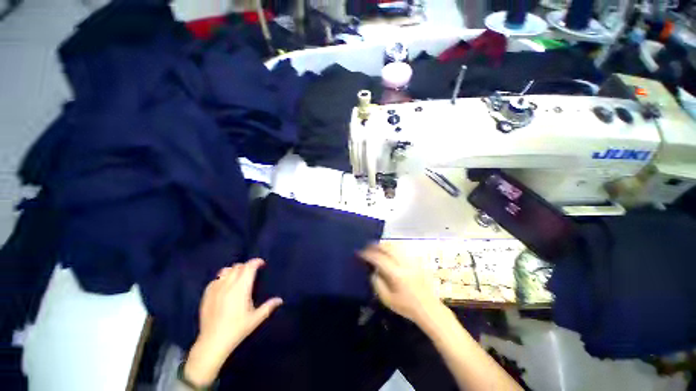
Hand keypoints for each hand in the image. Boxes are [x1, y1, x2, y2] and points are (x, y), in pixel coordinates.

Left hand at [184, 259, 282, 387]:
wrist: (212, 343)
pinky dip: (223, 278)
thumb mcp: (256, 319)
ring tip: (239, 277)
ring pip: (226, 271)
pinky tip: (225, 286)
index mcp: (241, 288)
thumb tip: (280, 300)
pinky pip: (216, 280)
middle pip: (238, 267)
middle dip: (247, 266)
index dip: (256, 262)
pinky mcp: (206, 295)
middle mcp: (228, 285)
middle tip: (252, 272)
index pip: (249, 267)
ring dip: (234, 270)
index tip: (262, 264)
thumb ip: (268, 307)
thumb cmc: (237, 330)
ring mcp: (215, 289)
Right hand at [360, 243, 443, 324]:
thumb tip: (373, 270)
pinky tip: (388, 251)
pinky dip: (392, 247)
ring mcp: (411, 261)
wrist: (428, 308)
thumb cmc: (406, 306)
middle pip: (388, 247)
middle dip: (376, 245)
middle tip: (367, 246)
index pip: (379, 259)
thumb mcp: (387, 299)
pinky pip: (401, 249)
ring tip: (376, 247)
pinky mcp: (415, 261)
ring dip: (384, 244)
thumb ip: (377, 283)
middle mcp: (404, 264)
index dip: (368, 254)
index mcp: (396, 275)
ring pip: (395, 246)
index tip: (360, 253)